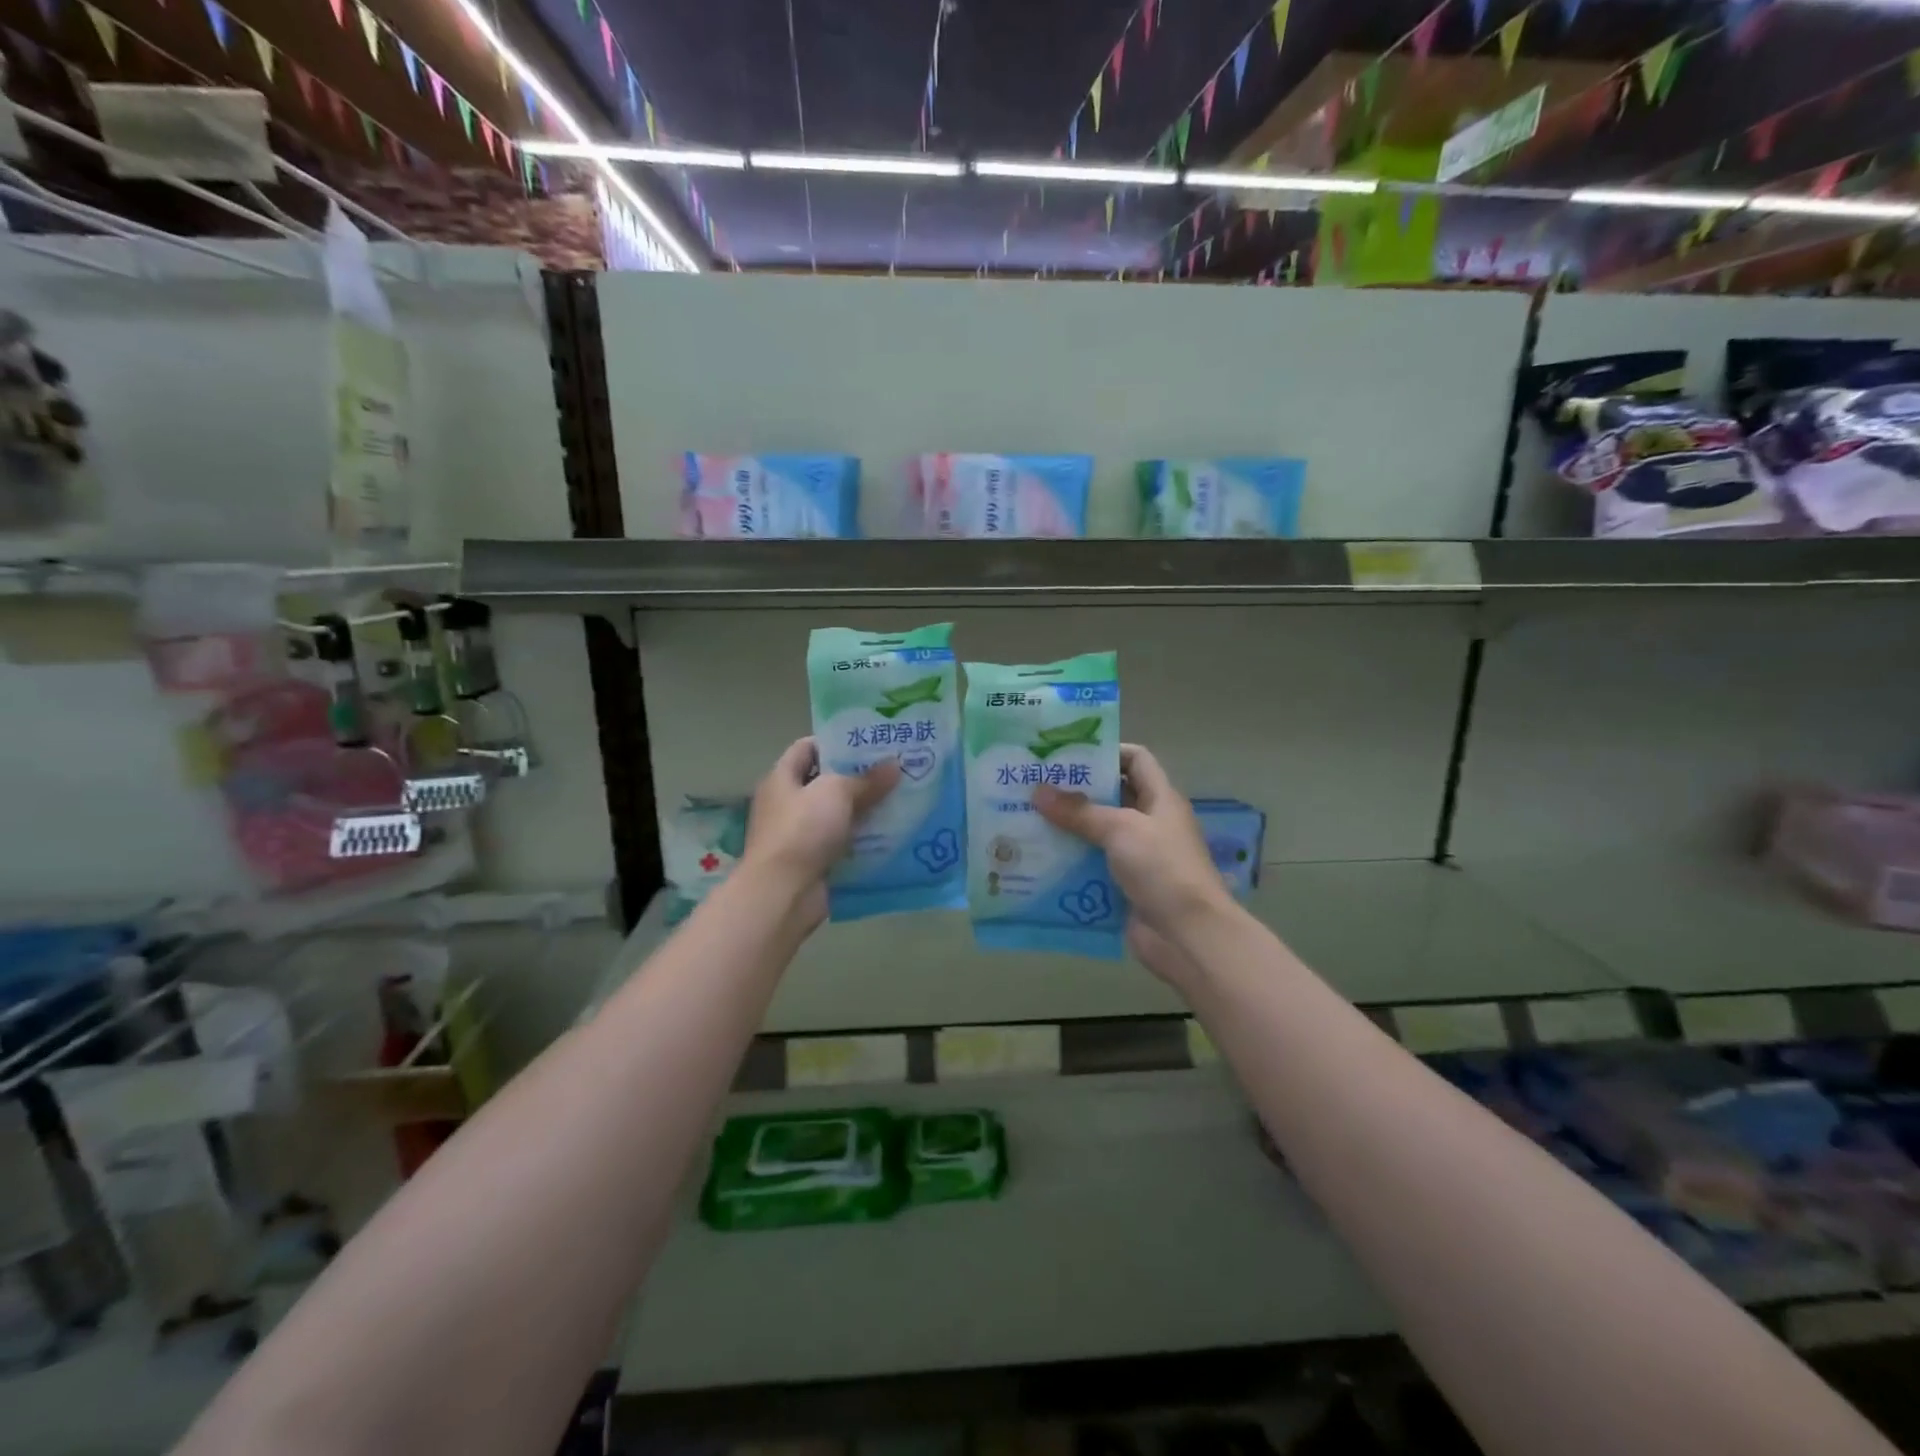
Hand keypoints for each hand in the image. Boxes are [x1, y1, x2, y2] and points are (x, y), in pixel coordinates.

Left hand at [743, 738, 899, 920]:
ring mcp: (801, 836)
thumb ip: (866, 778)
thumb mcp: (836, 792)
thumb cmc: (803, 830)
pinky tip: (894, 835)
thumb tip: (894, 765)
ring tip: (902, 800)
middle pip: (827, 782)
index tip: (870, 742)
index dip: (836, 741)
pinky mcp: (816, 862)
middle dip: (860, 777)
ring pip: (840, 815)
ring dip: (867, 810)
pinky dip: (866, 840)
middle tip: (896, 770)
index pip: (807, 748)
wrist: (783, 892)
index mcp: (782, 779)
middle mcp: (788, 804)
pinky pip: (845, 844)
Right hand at [1033, 744, 1233, 958]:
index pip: (1135, 760)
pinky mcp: (1124, 886)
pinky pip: (1092, 867)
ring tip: (1026, 819)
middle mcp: (1150, 823)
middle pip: (1110, 797)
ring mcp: (1137, 857)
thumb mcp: (1120, 829)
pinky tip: (1037, 859)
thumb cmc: (1162, 868)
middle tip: (1034, 786)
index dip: (1106, 752)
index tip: (1066, 755)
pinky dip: (1069, 862)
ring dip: (1066, 829)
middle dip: (1074, 792)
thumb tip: (1038, 791)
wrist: (1188, 935)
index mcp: (1160, 799)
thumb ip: (1079, 811)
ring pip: (1097, 834)